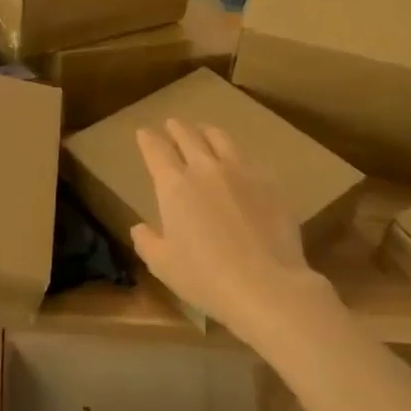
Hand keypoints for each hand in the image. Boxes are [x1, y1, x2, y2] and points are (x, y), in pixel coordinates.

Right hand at [129, 120, 330, 342]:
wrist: (266, 285)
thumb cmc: (204, 277)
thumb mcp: (162, 264)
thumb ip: (146, 241)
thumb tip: (140, 228)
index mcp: (174, 186)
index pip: (156, 150)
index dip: (147, 139)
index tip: (143, 133)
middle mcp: (205, 169)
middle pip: (187, 136)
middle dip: (176, 128)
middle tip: (171, 124)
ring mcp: (241, 172)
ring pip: (220, 139)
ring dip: (206, 132)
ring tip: (204, 133)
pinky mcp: (270, 183)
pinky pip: (249, 160)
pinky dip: (237, 157)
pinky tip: (239, 166)